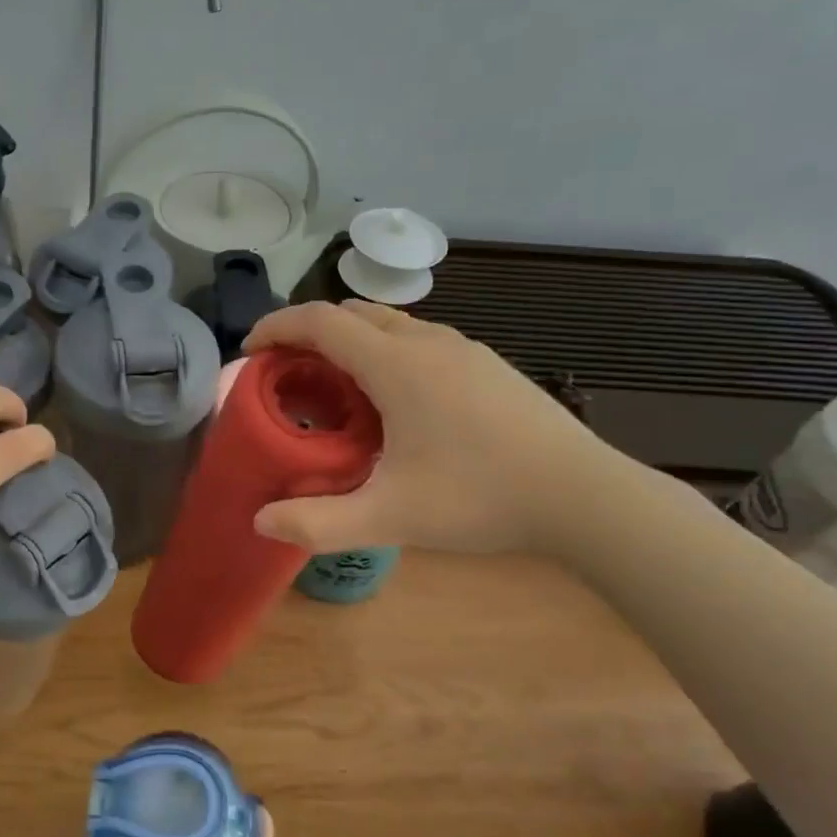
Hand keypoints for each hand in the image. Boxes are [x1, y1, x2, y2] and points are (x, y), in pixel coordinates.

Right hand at [243, 300, 629, 555]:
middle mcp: (427, 342)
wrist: (586, 497)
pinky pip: (419, 341)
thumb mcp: (390, 517)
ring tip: (336, 389)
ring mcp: (464, 349)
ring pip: (389, 324)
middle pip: (352, 313)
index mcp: (396, 364)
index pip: (320, 321)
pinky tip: (394, 404)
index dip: (276, 328)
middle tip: (287, 375)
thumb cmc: (481, 498)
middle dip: (309, 333)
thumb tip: (260, 521)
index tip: (249, 351)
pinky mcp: (487, 366)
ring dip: (350, 342)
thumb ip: (318, 523)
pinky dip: (385, 353)